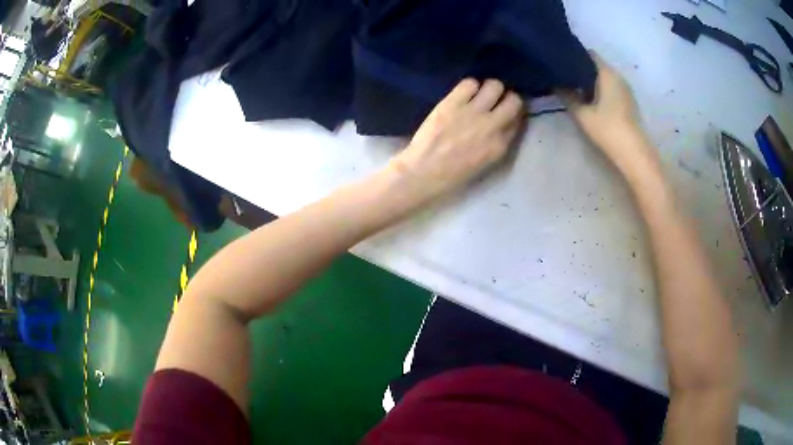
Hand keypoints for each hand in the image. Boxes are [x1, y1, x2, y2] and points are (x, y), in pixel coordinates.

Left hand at [389, 79, 524, 205]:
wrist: (423, 171)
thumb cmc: (453, 174)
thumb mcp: (485, 163)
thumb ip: (498, 142)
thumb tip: (505, 124)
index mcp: (500, 145)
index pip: (517, 121)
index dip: (513, 115)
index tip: (506, 113)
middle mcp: (492, 126)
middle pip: (514, 100)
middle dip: (508, 98)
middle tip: (496, 100)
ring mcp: (473, 112)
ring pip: (494, 86)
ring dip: (490, 88)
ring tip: (480, 94)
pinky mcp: (453, 102)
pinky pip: (470, 83)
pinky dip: (469, 86)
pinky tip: (463, 94)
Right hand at [561, 53, 653, 168]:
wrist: (634, 154)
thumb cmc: (608, 130)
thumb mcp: (582, 114)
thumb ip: (567, 96)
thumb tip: (555, 84)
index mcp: (607, 73)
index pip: (589, 54)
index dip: (574, 55)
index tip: (561, 61)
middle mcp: (618, 76)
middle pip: (597, 65)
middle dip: (581, 69)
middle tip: (564, 76)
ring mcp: (625, 90)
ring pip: (604, 77)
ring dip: (591, 81)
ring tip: (574, 88)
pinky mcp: (628, 102)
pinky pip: (611, 88)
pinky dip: (600, 90)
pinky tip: (590, 100)